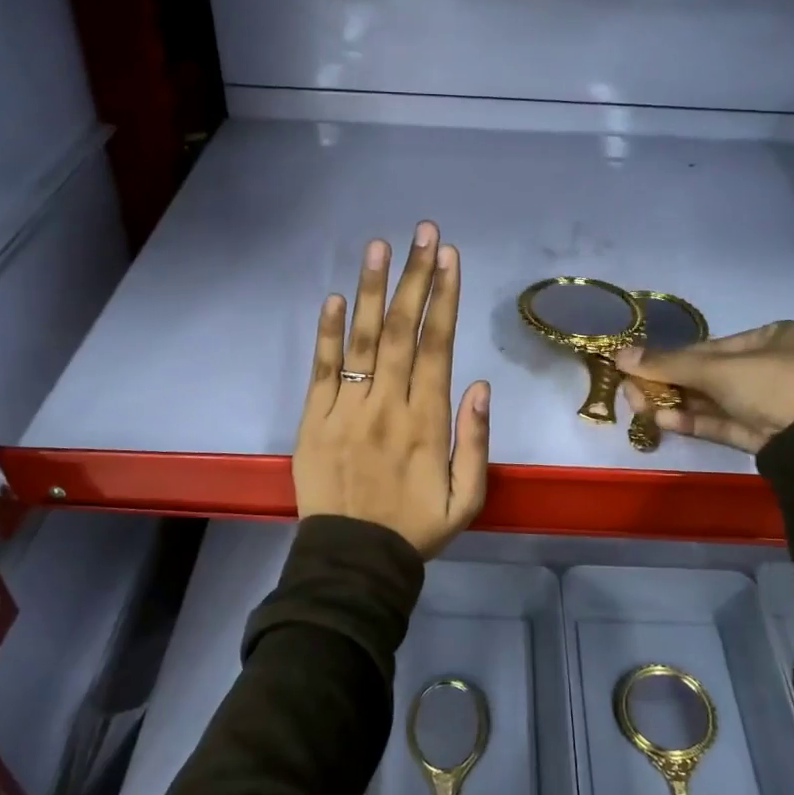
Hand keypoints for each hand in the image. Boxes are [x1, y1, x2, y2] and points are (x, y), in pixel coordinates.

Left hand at [295, 222, 490, 556]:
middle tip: (423, 233)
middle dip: (415, 278)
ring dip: (371, 291)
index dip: (444, 299)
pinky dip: (326, 334)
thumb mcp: (467, 498)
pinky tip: (333, 298)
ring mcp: (346, 410)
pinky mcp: (313, 420)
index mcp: (427, 421)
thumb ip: (475, 441)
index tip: (449, 258)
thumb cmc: (416, 528)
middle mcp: (388, 405)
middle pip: (402, 331)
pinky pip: (321, 370)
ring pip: (362, 341)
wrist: (354, 560)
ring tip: (379, 247)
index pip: (437, 347)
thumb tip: (480, 384)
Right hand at [614, 321, 793, 454]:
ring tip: (641, 409)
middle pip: (707, 375)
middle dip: (668, 384)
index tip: (636, 367)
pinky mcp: (763, 434)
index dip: (670, 358)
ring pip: (712, 401)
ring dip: (675, 405)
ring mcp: (768, 403)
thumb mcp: (719, 370)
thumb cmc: (775, 385)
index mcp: (773, 337)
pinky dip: (693, 421)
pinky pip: (721, 422)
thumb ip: (668, 364)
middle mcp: (772, 366)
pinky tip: (663, 421)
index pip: (710, 347)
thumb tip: (619, 355)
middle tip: (632, 393)